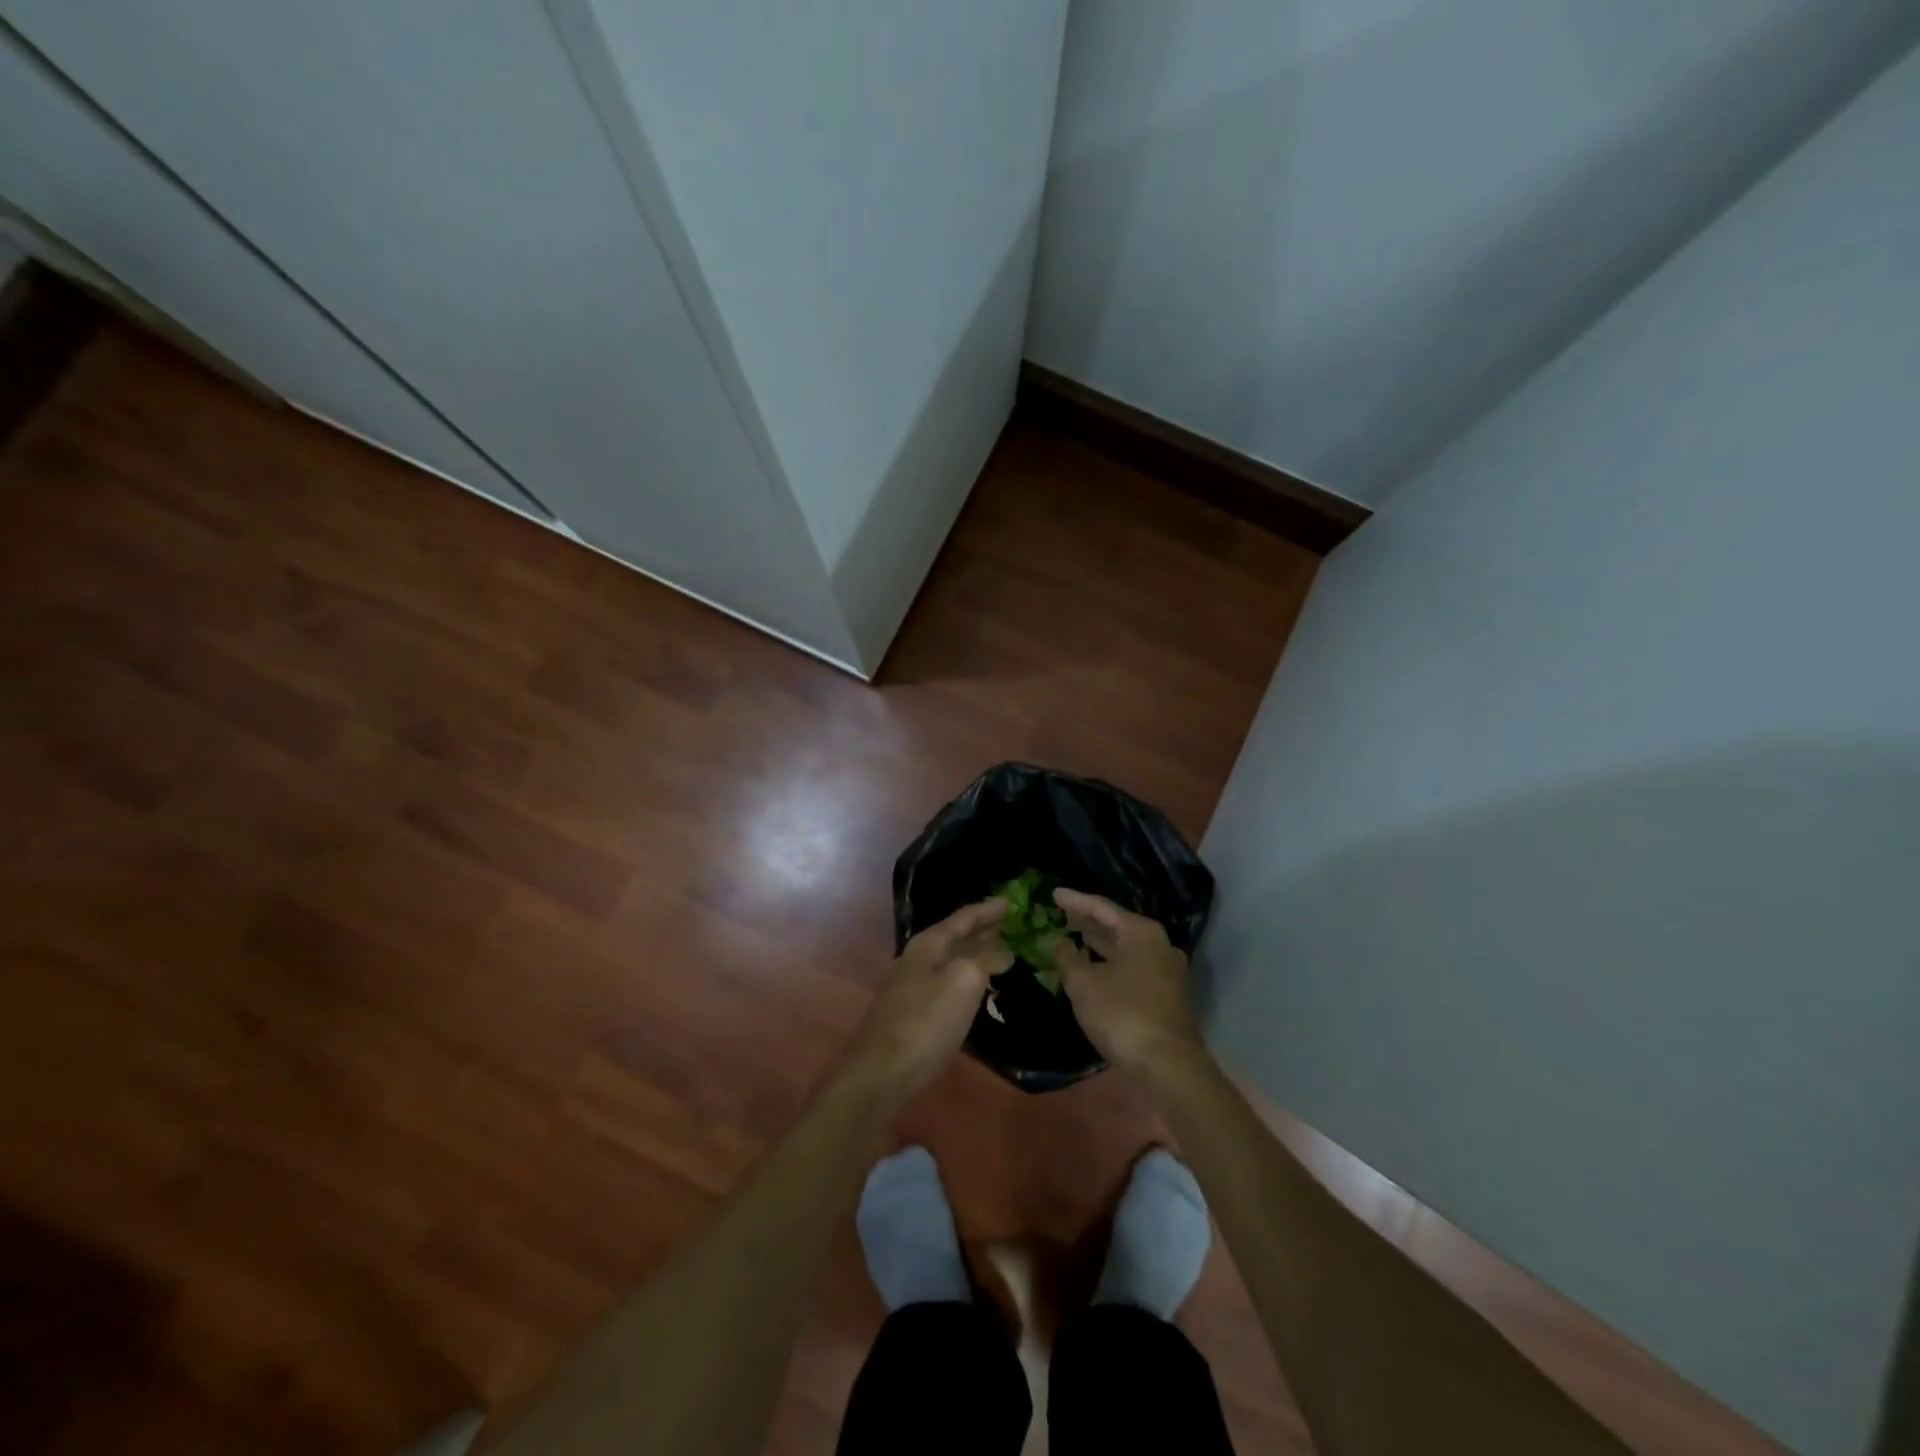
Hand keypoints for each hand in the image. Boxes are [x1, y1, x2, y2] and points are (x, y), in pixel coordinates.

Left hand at [844, 899, 1009, 1099]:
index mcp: (929, 944)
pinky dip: (969, 979)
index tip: (1013, 902)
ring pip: (953, 961)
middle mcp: (919, 959)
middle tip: (1013, 926)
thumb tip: (1003, 950)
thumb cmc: (926, 1021)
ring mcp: (914, 987)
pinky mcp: (916, 1013)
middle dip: (984, 930)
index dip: (989, 909)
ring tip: (1004, 953)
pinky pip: (949, 984)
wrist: (882, 1072)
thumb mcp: (964, 981)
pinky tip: (981, 989)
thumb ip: (985, 959)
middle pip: (956, 936)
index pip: (964, 917)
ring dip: (977, 955)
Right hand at [1053, 889, 1203, 1072]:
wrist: (1168, 1065)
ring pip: (1126, 948)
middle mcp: (1159, 944)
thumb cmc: (1122, 1014)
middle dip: (1088, 921)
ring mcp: (1167, 970)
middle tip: (1062, 914)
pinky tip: (1095, 967)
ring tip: (1074, 936)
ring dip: (1100, 943)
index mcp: (1141, 932)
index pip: (1101, 907)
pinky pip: (1133, 966)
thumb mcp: (1083, 983)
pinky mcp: (1167, 994)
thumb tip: (1057, 941)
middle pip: (1117, 925)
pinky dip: (1111, 962)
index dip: (1075, 901)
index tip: (1054, 894)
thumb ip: (1067, 957)